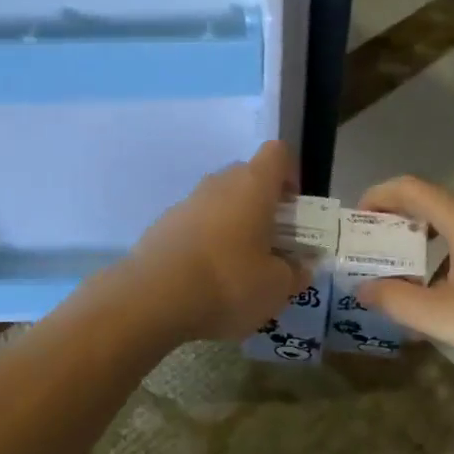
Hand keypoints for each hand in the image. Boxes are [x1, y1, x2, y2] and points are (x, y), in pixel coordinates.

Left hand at [124, 140, 305, 343]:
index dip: (291, 174)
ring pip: (219, 204)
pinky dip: (205, 244)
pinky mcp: (161, 227)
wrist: (152, 299)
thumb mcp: (277, 287)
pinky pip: (194, 226)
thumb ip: (295, 273)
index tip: (294, 209)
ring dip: (233, 226)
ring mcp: (185, 203)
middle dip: (263, 206)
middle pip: (247, 179)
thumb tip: (301, 266)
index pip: (277, 154)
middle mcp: (218, 184)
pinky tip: (205, 280)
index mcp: (253, 185)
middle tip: (272, 244)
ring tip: (239, 269)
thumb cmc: (228, 282)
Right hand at [355, 177, 453, 406]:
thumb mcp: (445, 317)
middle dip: (398, 232)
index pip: (409, 188)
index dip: (376, 198)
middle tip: (376, 262)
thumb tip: (363, 288)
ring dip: (427, 252)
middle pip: (432, 208)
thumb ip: (396, 299)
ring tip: (411, 290)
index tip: (355, 223)